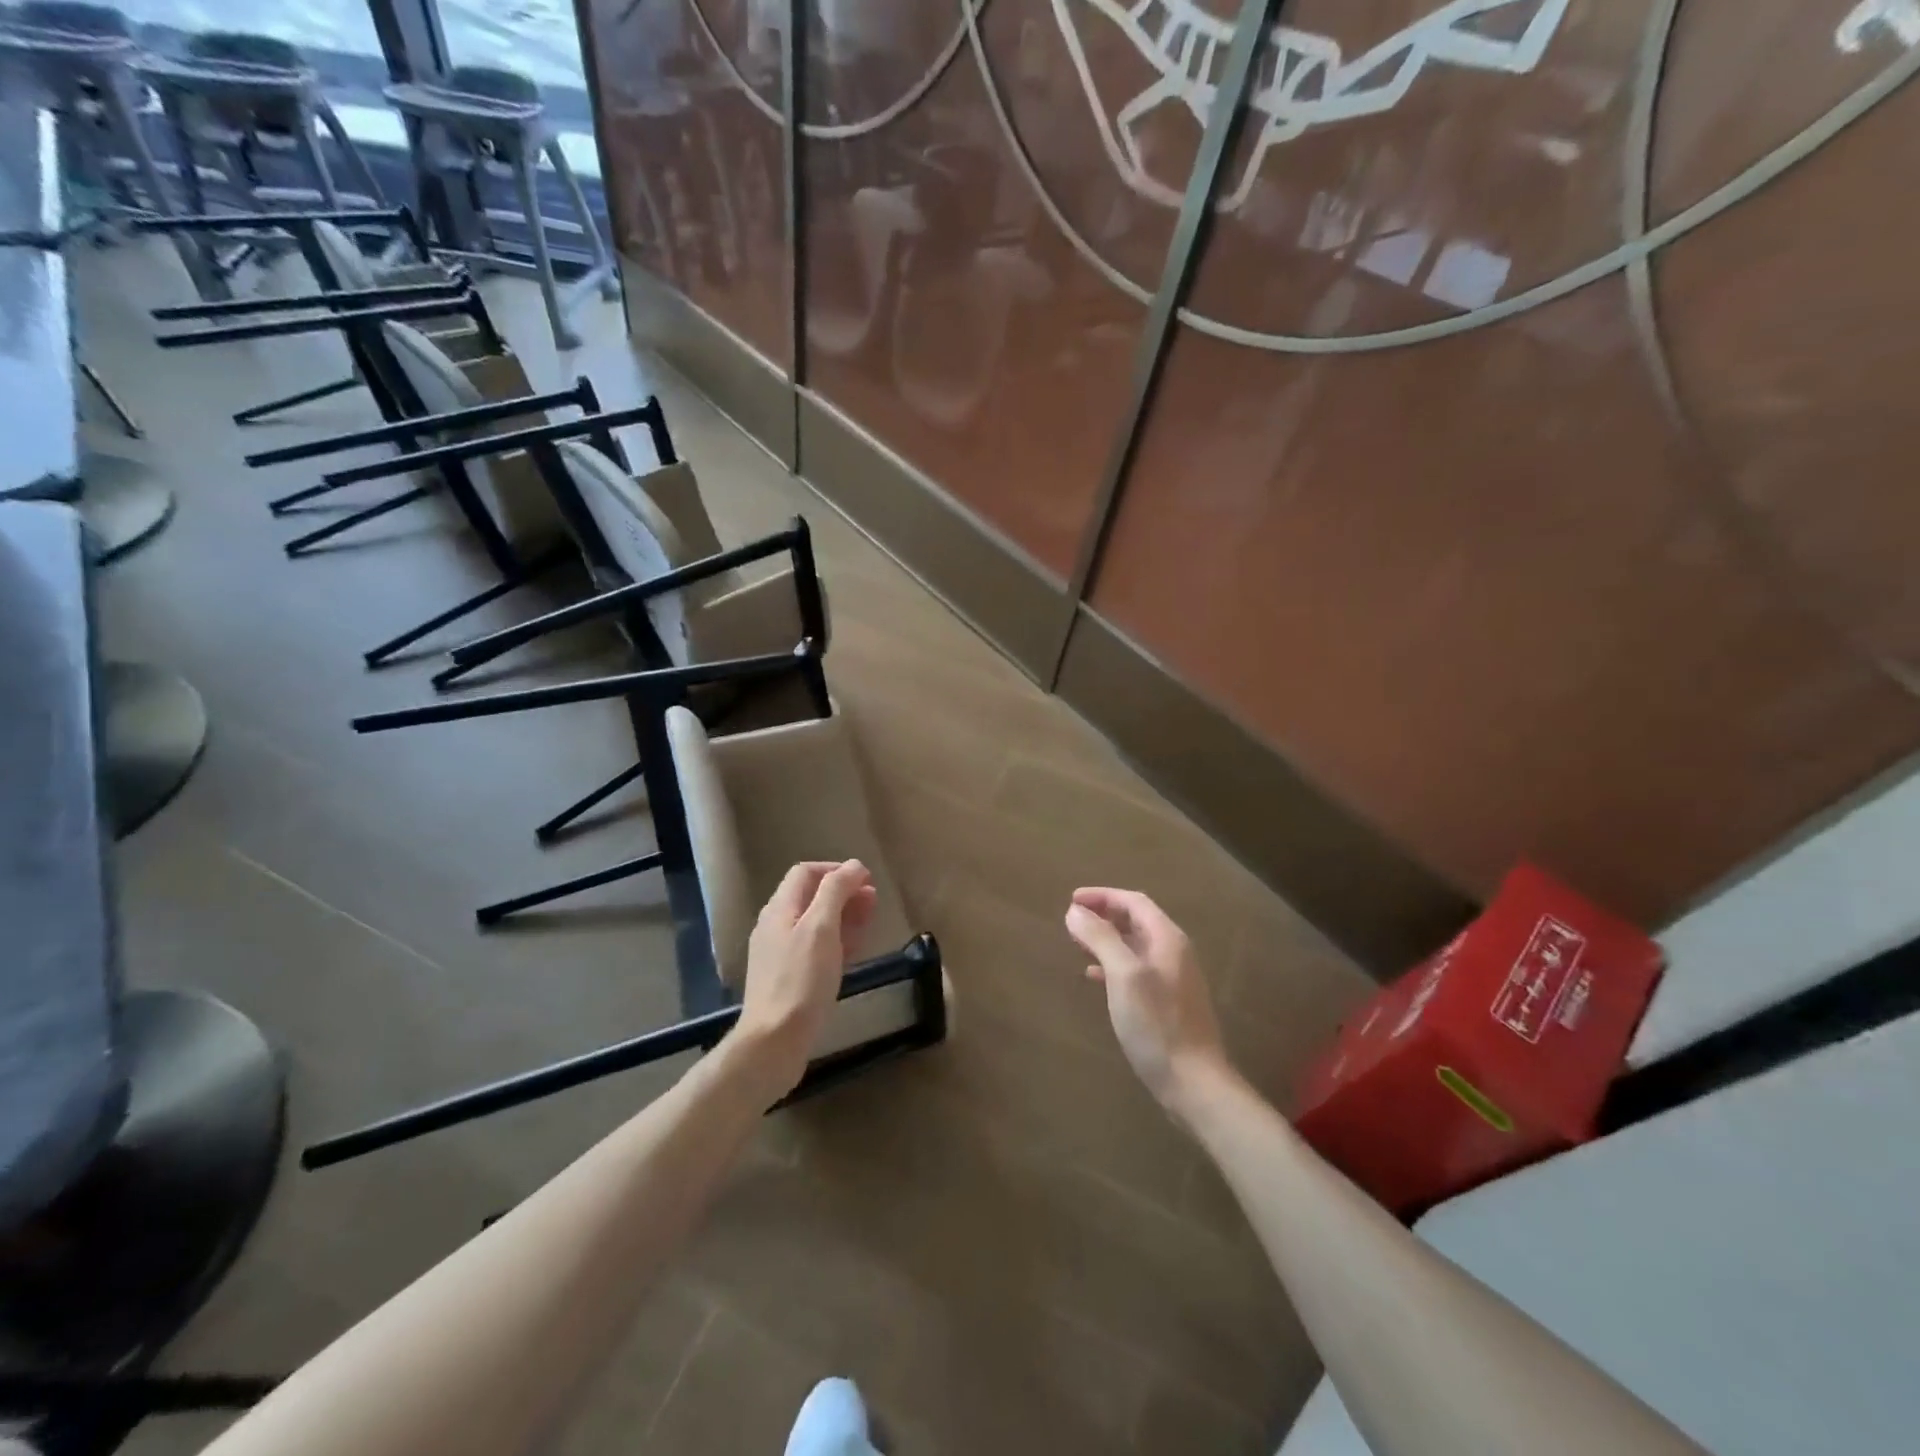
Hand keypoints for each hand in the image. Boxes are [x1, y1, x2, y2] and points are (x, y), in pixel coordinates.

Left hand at [732, 860, 876, 1102]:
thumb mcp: (821, 928)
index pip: (806, 873)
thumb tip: (854, 866)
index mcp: (780, 909)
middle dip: (844, 892)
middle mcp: (776, 926)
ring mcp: (780, 954)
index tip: (867, 880)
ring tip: (870, 921)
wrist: (774, 1041)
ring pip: (815, 923)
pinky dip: (836, 941)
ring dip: (843, 915)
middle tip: (874, 901)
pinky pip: (815, 948)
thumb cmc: (801, 980)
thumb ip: (836, 891)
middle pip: (811, 897)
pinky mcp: (789, 978)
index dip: (836, 870)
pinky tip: (854, 950)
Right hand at [1065, 888, 1231, 1117]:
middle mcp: (1173, 953)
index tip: (1071, 900)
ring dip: (1107, 939)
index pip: (1134, 902)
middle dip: (1104, 915)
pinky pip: (1136, 970)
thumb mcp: (1124, 976)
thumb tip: (1075, 911)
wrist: (1194, 1083)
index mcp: (1167, 939)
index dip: (1102, 896)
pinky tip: (1095, 977)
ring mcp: (1173, 979)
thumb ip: (1101, 938)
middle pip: (1136, 921)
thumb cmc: (1157, 1024)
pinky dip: (1113, 965)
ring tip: (1078, 944)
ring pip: (1135, 946)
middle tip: (1072, 920)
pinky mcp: (1167, 1003)